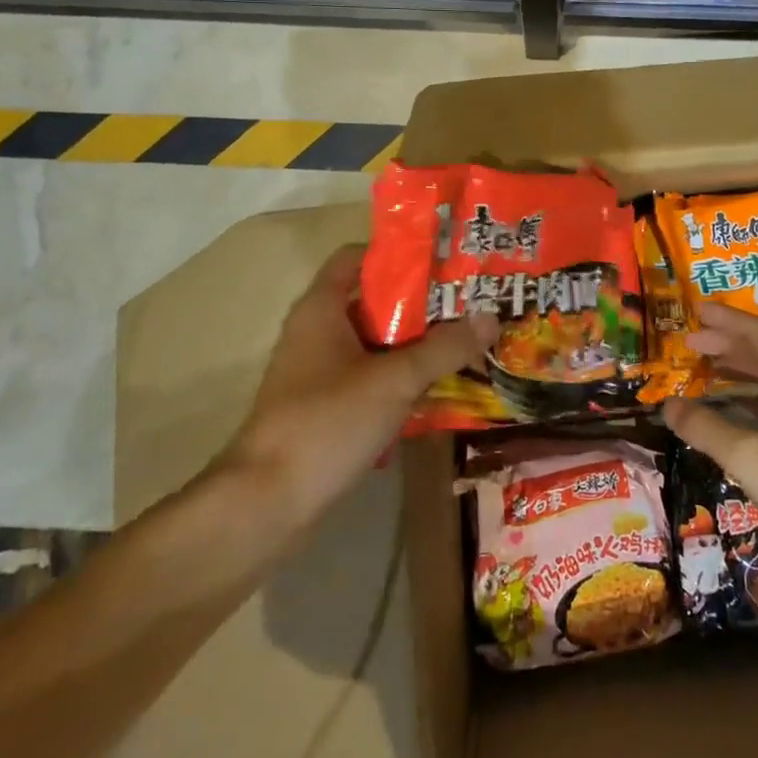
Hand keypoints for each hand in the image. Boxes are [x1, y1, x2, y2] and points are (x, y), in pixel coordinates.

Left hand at [218, 244, 495, 529]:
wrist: (266, 503)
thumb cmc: (327, 422)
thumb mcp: (394, 380)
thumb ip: (444, 348)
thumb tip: (491, 317)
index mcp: (322, 308)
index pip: (358, 257)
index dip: (398, 254)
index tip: (443, 262)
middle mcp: (316, 331)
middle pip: (373, 301)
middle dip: (420, 303)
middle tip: (469, 304)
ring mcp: (318, 372)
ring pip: (374, 343)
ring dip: (414, 344)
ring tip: (463, 342)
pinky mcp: (324, 407)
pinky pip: (369, 377)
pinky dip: (399, 377)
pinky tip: (436, 389)